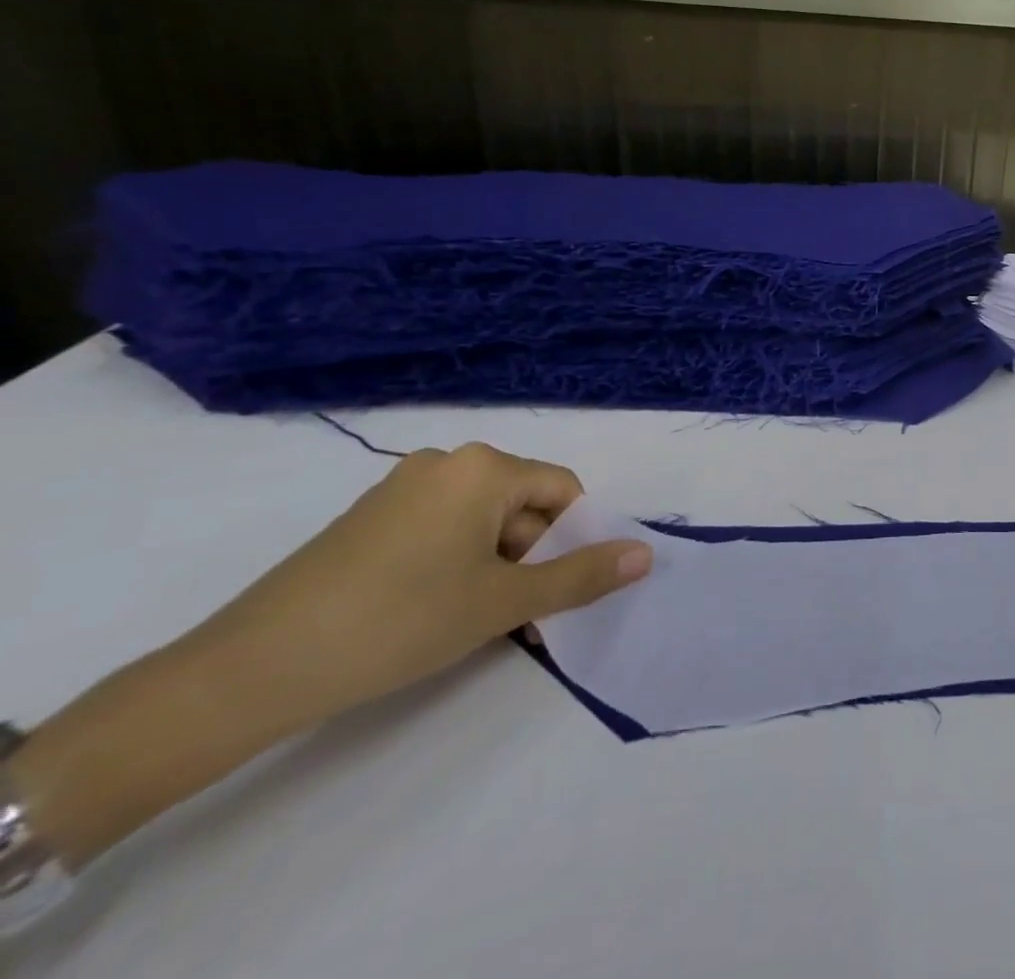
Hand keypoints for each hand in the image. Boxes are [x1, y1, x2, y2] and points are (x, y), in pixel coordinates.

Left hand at [197, 442, 653, 728]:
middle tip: (516, 616)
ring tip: (473, 622)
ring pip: (483, 522)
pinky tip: (432, 613)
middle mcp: (446, 462)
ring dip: (497, 567)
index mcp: (484, 467)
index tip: (554, 591)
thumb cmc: (398, 622)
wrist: (247, 672)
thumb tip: (647, 555)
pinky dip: (456, 566)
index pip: (563, 490)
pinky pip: (441, 531)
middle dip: (532, 558)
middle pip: (523, 504)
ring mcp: (401, 489)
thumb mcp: (503, 602)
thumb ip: (582, 576)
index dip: (571, 540)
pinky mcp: (369, 519)